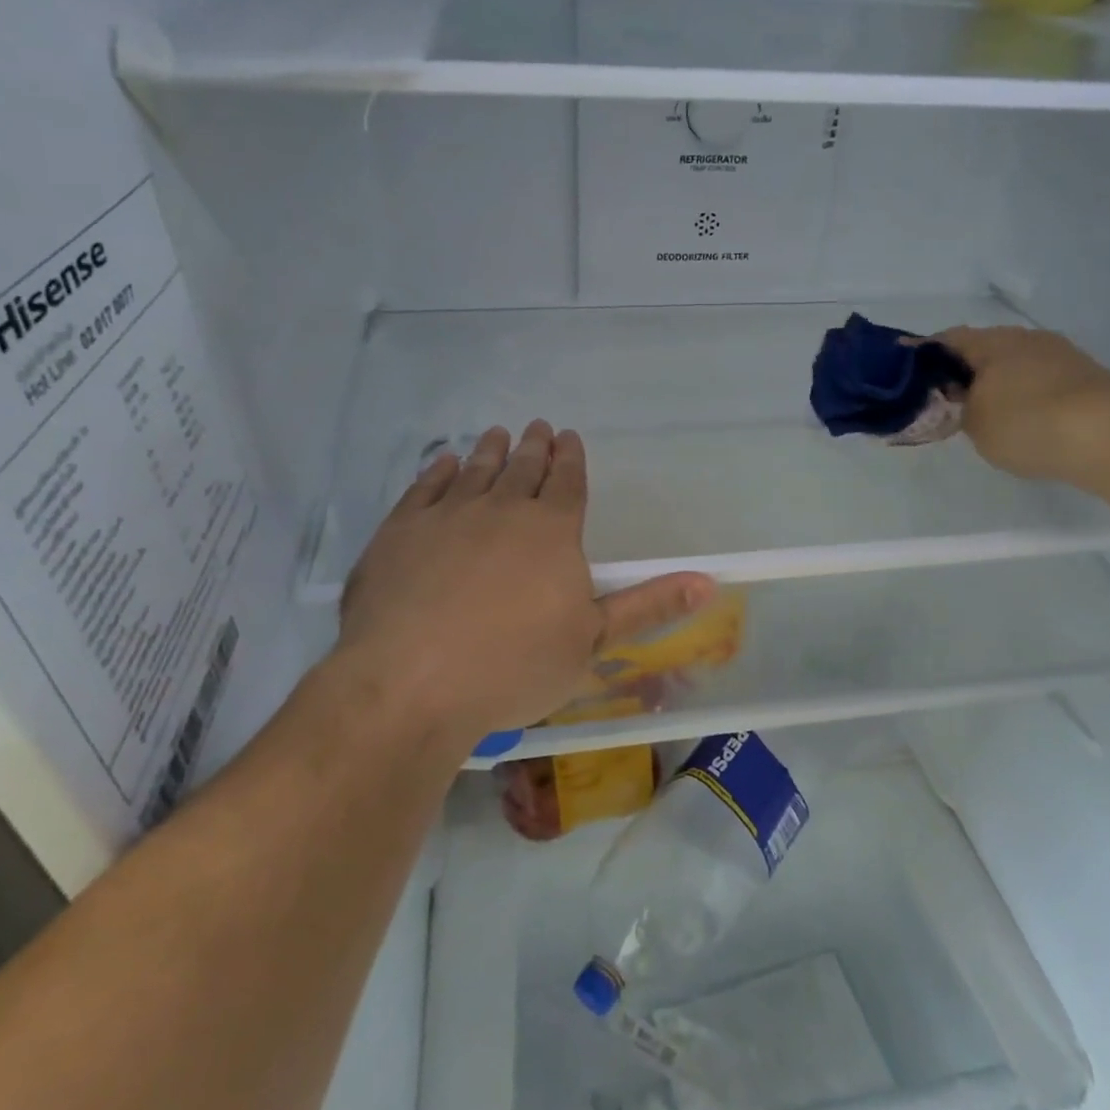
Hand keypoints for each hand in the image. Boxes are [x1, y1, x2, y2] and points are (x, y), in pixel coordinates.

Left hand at [333, 422, 715, 744]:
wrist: (413, 681)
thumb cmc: (514, 665)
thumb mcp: (594, 641)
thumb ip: (648, 605)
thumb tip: (709, 580)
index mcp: (552, 531)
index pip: (568, 482)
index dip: (571, 459)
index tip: (570, 437)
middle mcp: (502, 510)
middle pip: (524, 468)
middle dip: (535, 447)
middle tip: (538, 428)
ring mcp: (447, 515)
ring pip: (476, 470)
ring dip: (490, 450)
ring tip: (497, 434)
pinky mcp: (400, 530)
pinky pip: (425, 488)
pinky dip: (439, 471)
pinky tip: (444, 464)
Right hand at [931, 326, 1109, 487]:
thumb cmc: (1027, 423)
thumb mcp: (974, 423)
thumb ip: (956, 408)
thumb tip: (957, 399)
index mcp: (991, 342)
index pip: (945, 340)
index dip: (921, 357)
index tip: (905, 375)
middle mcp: (1025, 338)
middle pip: (982, 350)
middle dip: (961, 372)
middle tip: (942, 400)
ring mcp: (1060, 355)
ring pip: (1013, 365)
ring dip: (994, 384)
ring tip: (980, 414)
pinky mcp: (1085, 377)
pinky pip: (1038, 381)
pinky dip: (1022, 396)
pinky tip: (1018, 421)